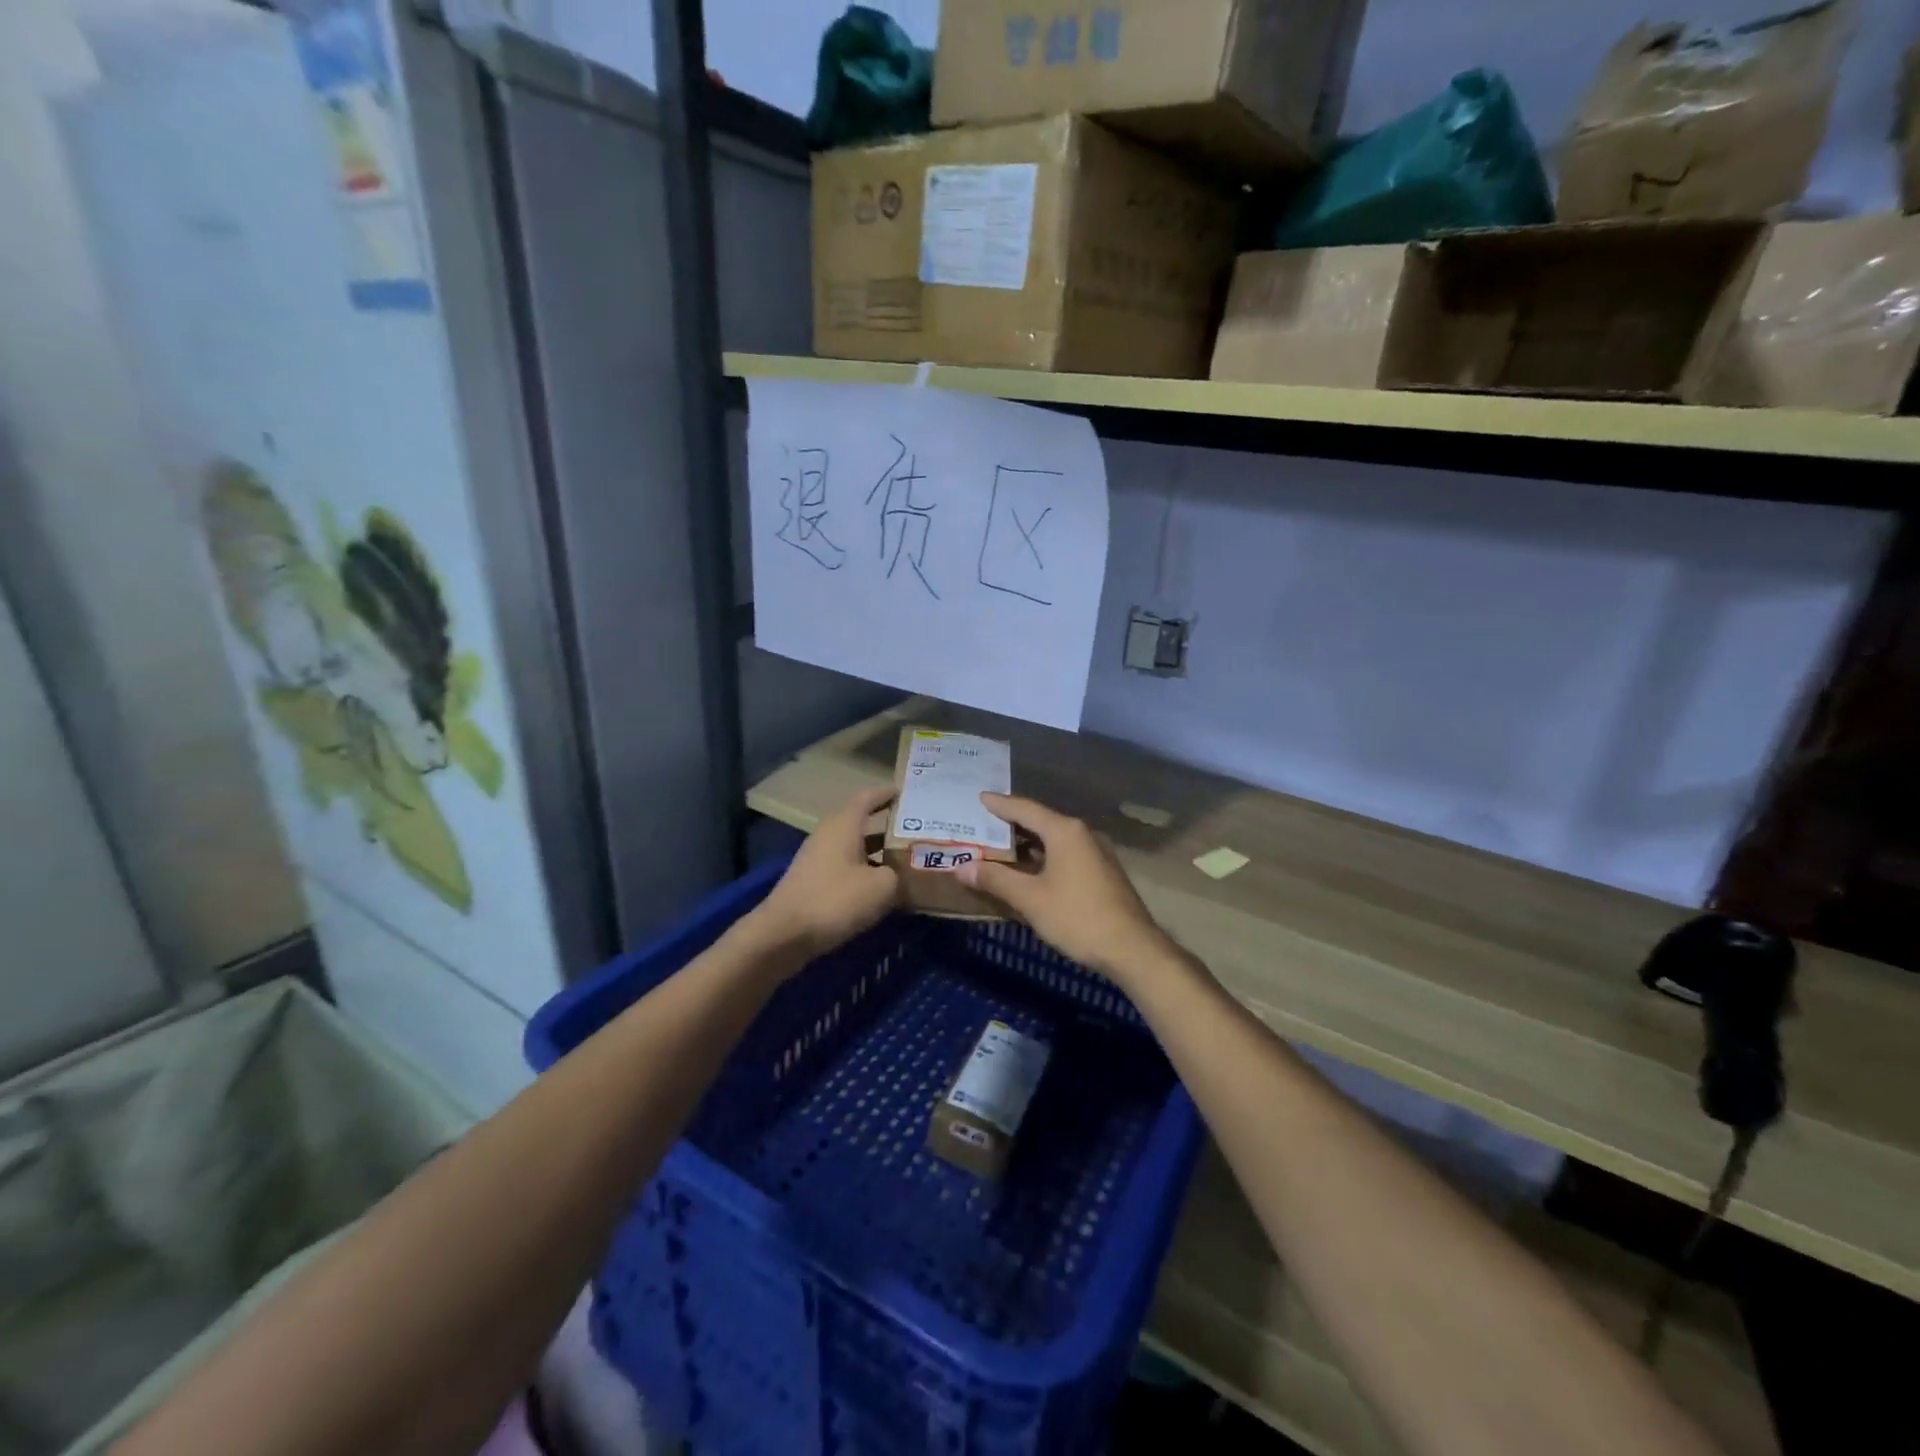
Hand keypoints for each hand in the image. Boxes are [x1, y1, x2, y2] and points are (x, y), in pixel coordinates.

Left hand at [752, 786, 898, 960]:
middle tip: (918, 830)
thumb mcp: (881, 887)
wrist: (783, 935)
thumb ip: (899, 874)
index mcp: (844, 825)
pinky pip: (846, 867)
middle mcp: (829, 834)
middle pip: (863, 822)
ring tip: (907, 859)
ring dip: (879, 852)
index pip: (868, 797)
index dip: (888, 793)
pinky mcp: (814, 881)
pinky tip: (883, 887)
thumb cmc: (834, 900)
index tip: (909, 792)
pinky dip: (866, 871)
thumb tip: (903, 874)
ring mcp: (819, 858)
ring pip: (855, 847)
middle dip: (889, 826)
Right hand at [956, 793, 1180, 983]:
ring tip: (1001, 846)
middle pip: (1041, 821)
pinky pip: (1066, 853)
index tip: (980, 798)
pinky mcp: (1103, 871)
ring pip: (1055, 839)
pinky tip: (1031, 869)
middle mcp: (1083, 833)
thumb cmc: (1077, 917)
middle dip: (1012, 823)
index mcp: (1065, 831)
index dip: (1000, 804)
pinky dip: (1044, 855)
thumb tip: (960, 867)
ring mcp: (1097, 852)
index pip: (1025, 809)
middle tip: (984, 823)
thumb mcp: (1030, 898)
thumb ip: (995, 879)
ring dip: (1028, 842)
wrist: (1132, 948)